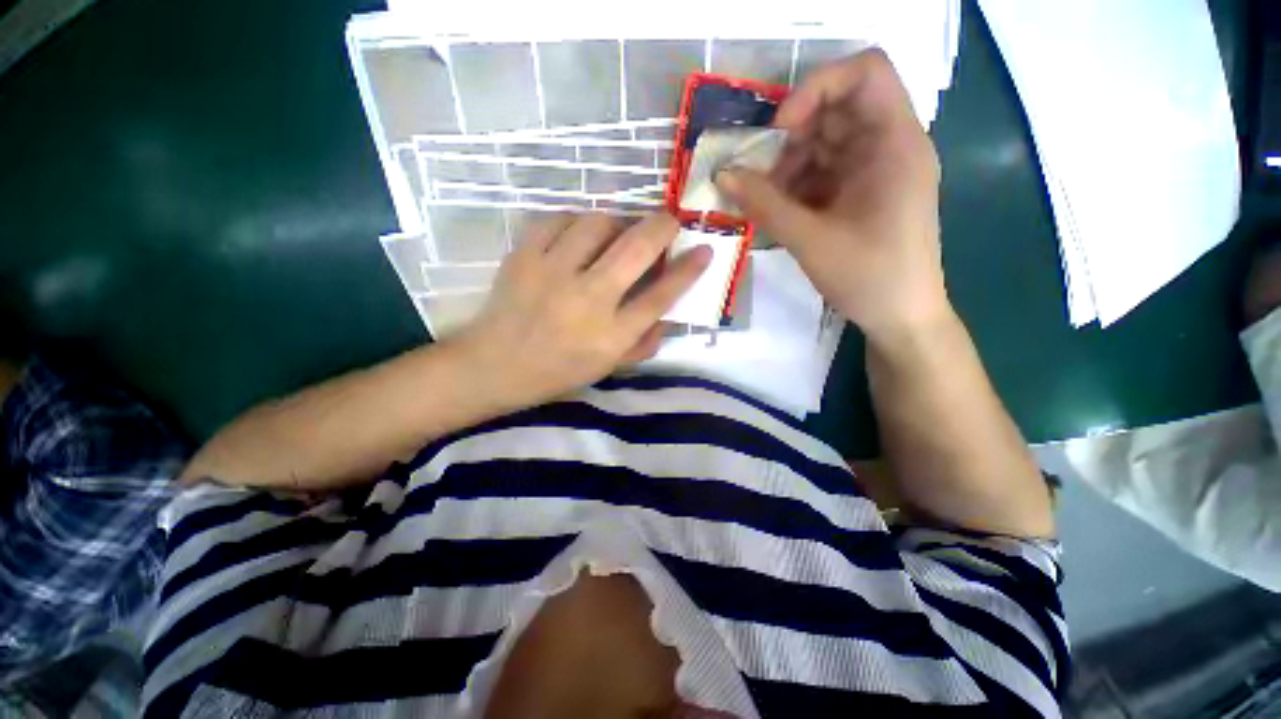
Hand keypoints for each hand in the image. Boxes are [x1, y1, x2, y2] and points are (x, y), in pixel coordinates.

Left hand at [456, 213, 709, 407]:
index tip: (704, 249)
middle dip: (662, 227)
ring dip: (617, 221)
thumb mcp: (609, 367)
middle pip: (635, 250)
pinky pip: (558, 219)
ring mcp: (553, 274)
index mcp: (611, 336)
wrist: (496, 365)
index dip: (688, 270)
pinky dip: (576, 221)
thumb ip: (644, 342)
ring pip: (597, 224)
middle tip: (669, 221)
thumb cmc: (558, 371)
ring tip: (617, 231)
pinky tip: (579, 233)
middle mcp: (588, 301)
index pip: (660, 297)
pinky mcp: (524, 256)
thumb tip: (669, 313)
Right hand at [716, 49, 949, 343]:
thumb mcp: (810, 239)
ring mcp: (875, 170)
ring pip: (825, 143)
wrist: (900, 317)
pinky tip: (778, 210)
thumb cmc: (868, 276)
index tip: (780, 130)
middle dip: (791, 136)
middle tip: (757, 171)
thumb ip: (764, 204)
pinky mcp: (862, 192)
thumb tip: (722, 175)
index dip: (817, 87)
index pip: (864, 72)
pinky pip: (824, 172)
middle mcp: (889, 146)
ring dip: (788, 165)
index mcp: (895, 143)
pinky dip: (796, 185)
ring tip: (764, 200)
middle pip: (837, 109)